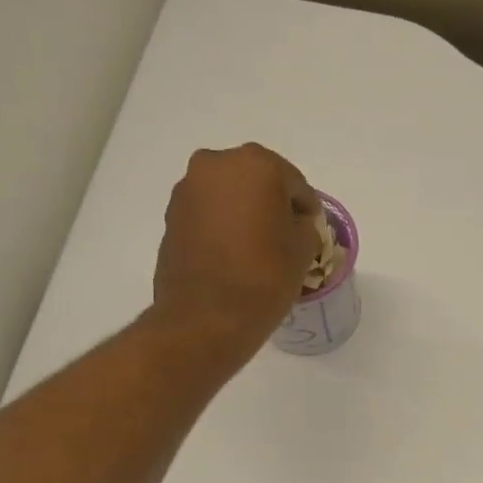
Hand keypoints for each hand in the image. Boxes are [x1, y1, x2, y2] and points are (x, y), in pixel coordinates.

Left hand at [152, 144, 321, 351]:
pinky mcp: (171, 214)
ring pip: (229, 194)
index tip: (311, 233)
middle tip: (284, 238)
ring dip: (244, 213)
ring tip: (256, 248)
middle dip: (272, 205)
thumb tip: (296, 223)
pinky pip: (208, 212)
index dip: (306, 210)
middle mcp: (217, 164)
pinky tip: (232, 254)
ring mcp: (188, 188)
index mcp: (257, 164)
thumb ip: (306, 226)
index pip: (295, 183)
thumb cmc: (264, 279)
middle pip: (257, 180)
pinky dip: (222, 226)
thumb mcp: (304, 251)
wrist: (206, 318)